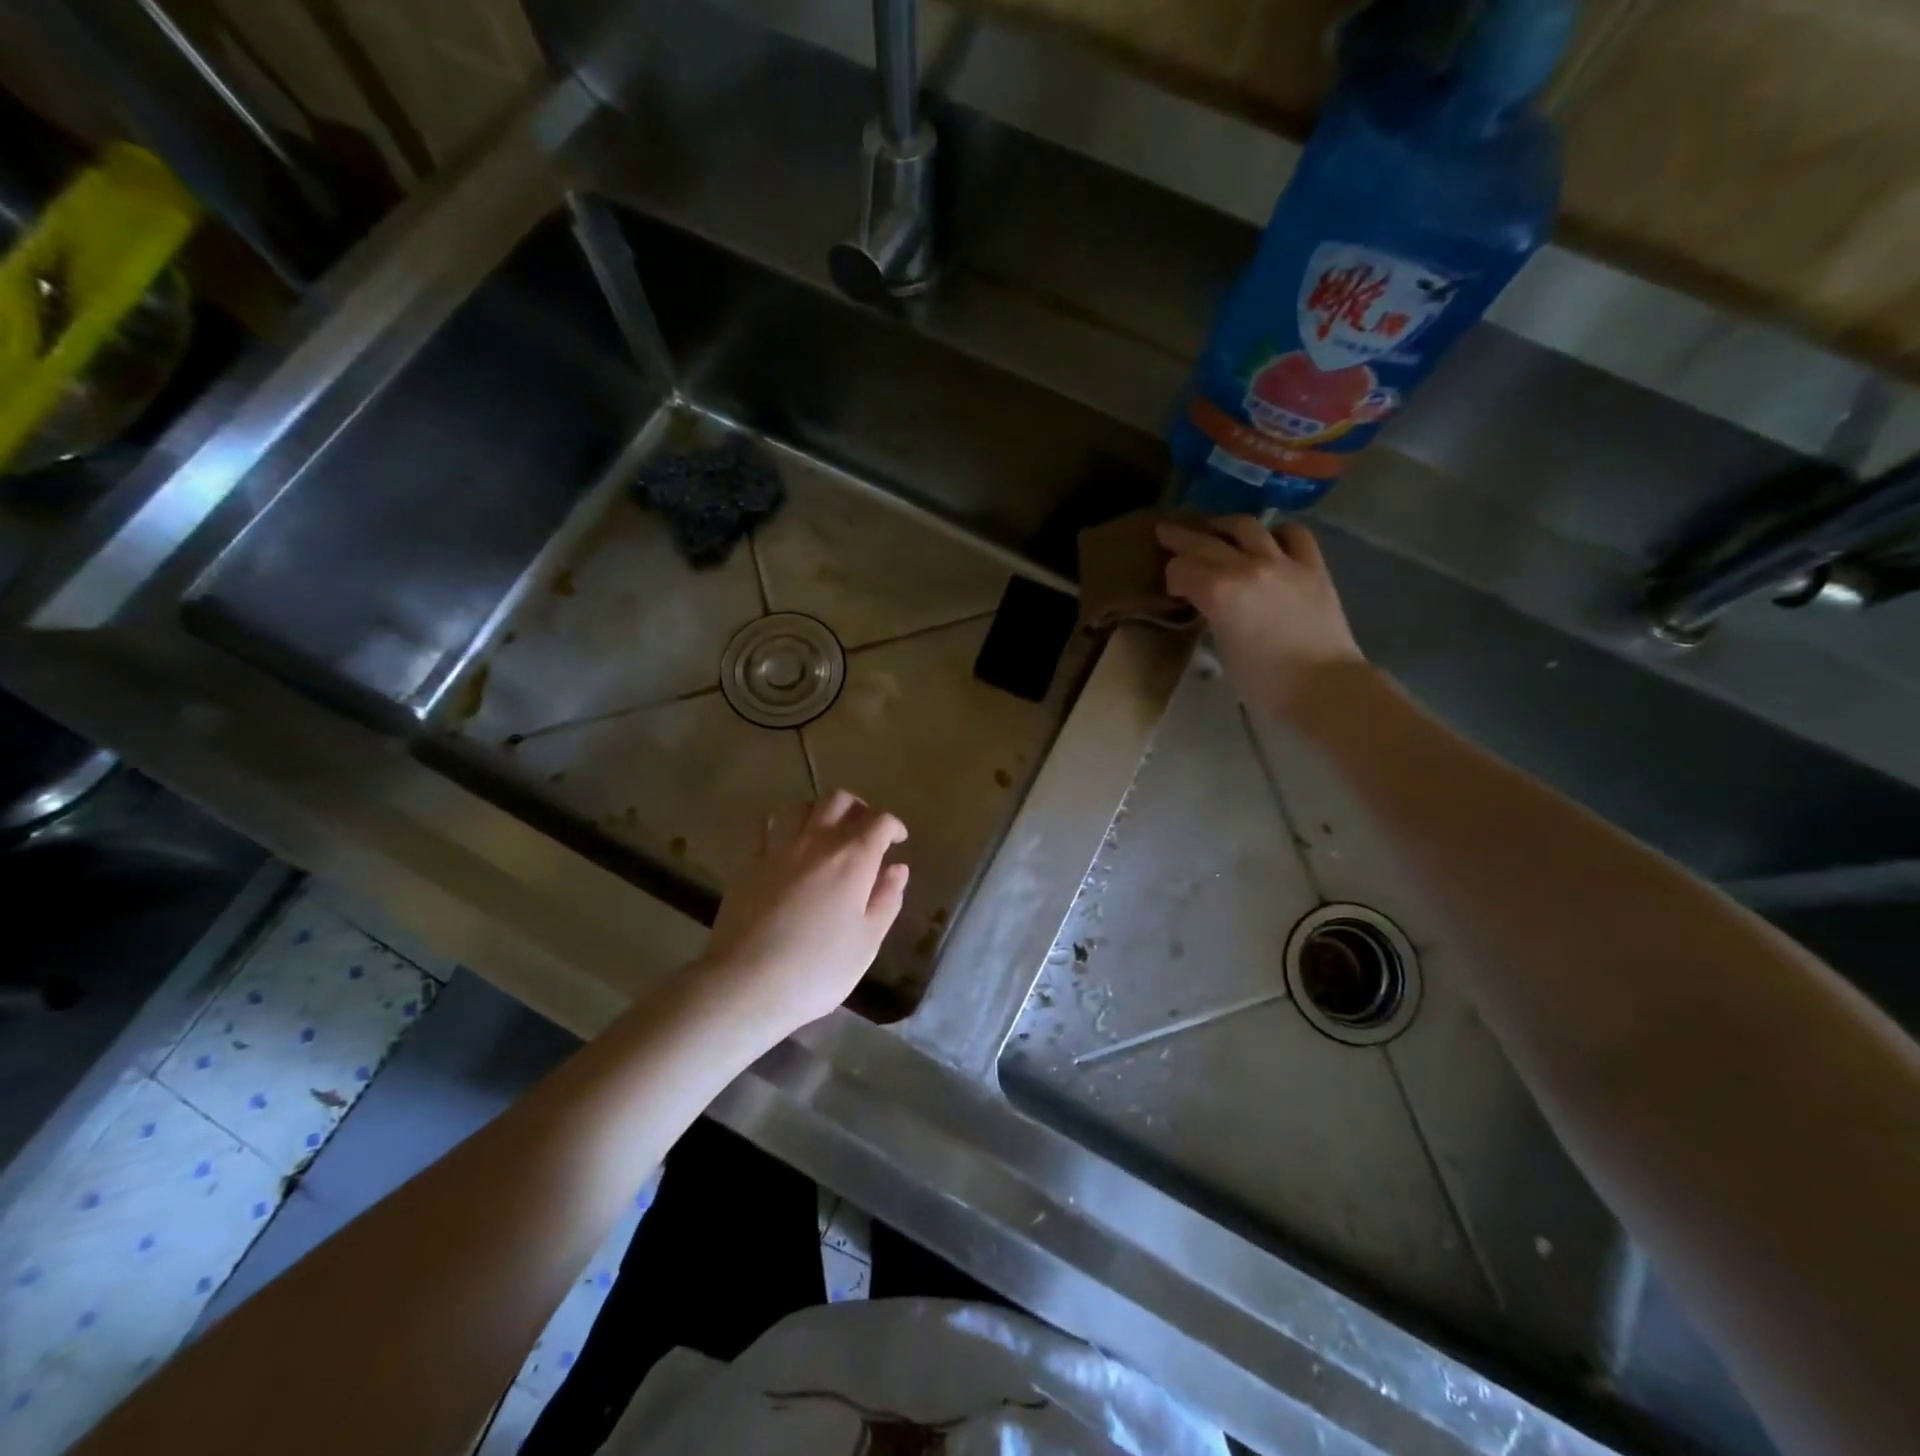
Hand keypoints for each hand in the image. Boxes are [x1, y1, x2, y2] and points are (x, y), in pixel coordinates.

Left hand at [696, 791, 908, 1038]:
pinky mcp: (749, 863)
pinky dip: (781, 825)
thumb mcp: (867, 942)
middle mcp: (817, 841)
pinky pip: (765, 827)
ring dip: (819, 811)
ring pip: (801, 806)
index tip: (899, 840)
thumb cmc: (818, 969)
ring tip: (826, 832)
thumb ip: (886, 899)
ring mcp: (779, 849)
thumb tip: (897, 869)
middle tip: (865, 830)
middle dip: (858, 808)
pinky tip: (784, 841)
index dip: (894, 827)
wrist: (745, 984)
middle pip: (839, 801)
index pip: (880, 822)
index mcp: (853, 859)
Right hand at [1156, 516, 1366, 720]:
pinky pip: (1293, 533)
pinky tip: (1269, 538)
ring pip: (1246, 526)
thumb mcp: (1222, 649)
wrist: (1323, 687)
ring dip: (1224, 525)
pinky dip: (1276, 532)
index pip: (1181, 569)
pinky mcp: (1313, 566)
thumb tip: (1211, 604)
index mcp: (1218, 592)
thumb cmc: (1263, 682)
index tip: (1173, 588)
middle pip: (1205, 542)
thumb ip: (1212, 615)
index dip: (1172, 576)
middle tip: (1166, 533)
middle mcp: (1247, 567)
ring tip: (1215, 529)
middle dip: (1181, 538)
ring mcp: (1282, 562)